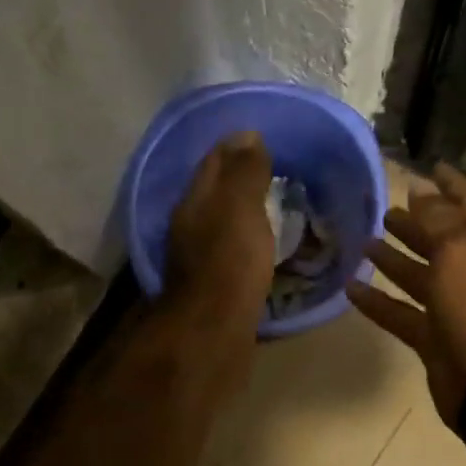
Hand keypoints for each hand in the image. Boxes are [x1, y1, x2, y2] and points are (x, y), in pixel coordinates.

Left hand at [164, 131, 274, 318]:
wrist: (214, 330)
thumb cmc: (229, 262)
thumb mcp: (240, 207)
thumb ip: (244, 172)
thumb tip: (247, 135)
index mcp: (193, 202)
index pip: (214, 162)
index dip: (236, 147)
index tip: (265, 138)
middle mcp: (189, 226)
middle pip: (215, 193)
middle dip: (240, 179)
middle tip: (276, 170)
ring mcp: (198, 258)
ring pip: (222, 223)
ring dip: (244, 211)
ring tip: (276, 205)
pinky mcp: (213, 285)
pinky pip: (232, 251)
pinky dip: (248, 241)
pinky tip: (265, 245)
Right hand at [347, 164, 465, 425]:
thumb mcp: (460, 250)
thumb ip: (439, 218)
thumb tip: (421, 190)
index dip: (450, 185)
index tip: (428, 167)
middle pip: (442, 240)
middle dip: (417, 223)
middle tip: (385, 211)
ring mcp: (455, 307)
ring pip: (420, 276)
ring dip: (395, 259)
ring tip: (365, 242)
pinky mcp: (434, 337)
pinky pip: (402, 312)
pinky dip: (379, 301)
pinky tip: (352, 288)